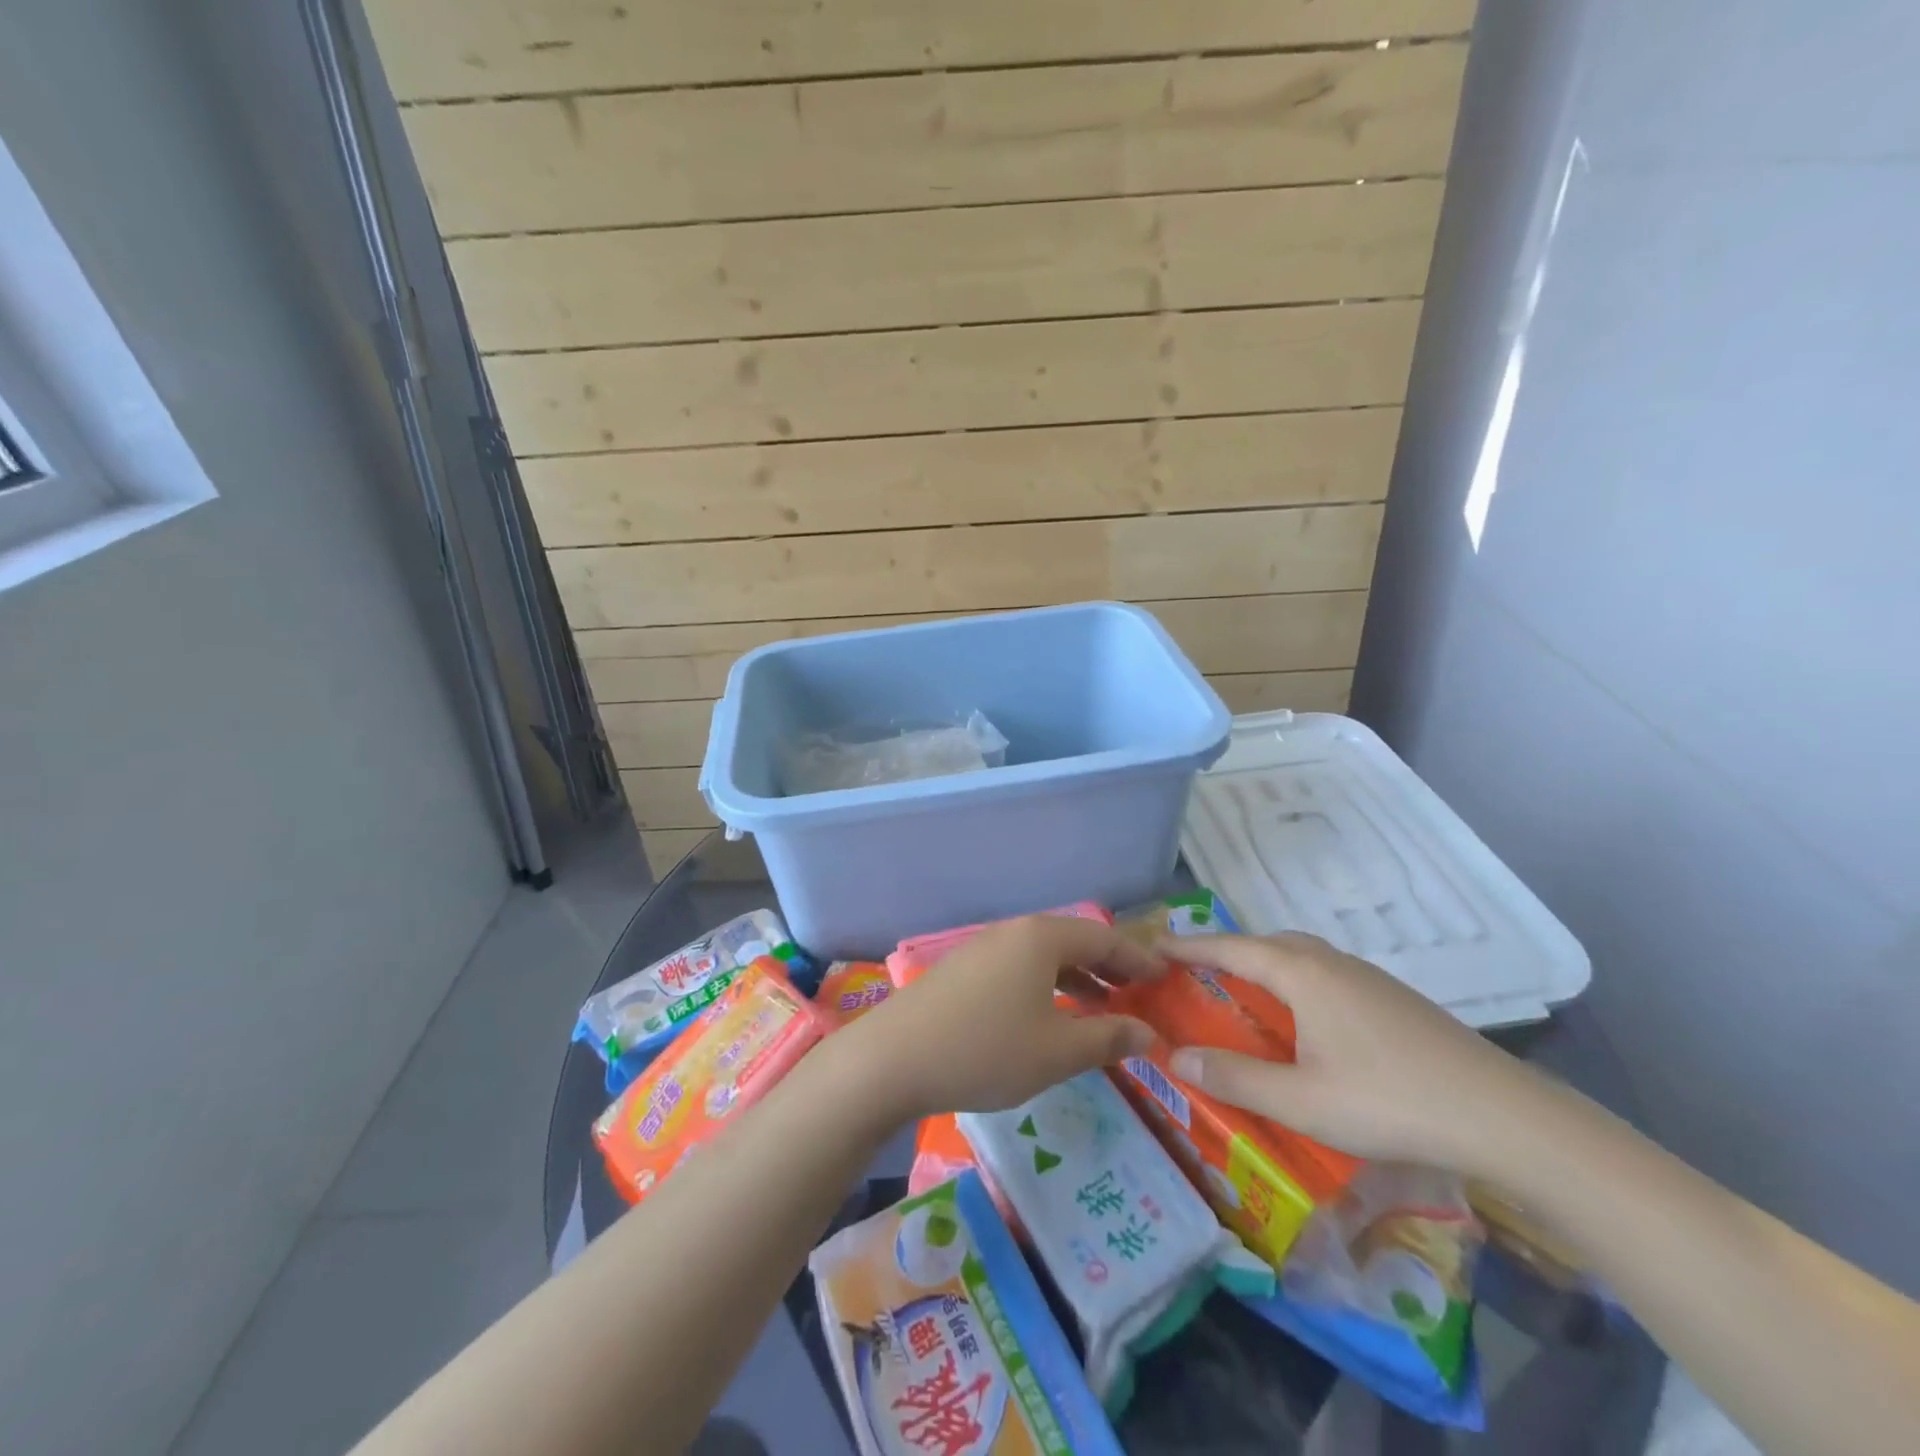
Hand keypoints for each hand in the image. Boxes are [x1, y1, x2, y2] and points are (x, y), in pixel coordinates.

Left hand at [837, 914, 1163, 1123]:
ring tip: (1100, 1007)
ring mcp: (982, 948)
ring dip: (1076, 978)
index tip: (1164, 977)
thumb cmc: (986, 1050)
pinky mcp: (961, 970)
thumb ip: (1107, 1038)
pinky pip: (1018, 968)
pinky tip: (1047, 1017)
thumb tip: (1148, 1033)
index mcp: (1041, 938)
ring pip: (1043, 956)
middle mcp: (1012, 932)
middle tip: (1137, 992)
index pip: (1103, 938)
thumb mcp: (1057, 1051)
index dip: (1137, 958)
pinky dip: (1045, 986)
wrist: (893, 1058)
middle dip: (1108, 966)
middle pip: (1072, 941)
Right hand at [1160, 933, 1536, 1173]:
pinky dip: (1296, 980)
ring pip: (1301, 955)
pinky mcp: (1395, 1000)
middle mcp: (1331, 963)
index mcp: (1302, 974)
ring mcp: (1368, 978)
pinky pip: (1326, 973)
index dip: (1189, 947)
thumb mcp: (1300, 1100)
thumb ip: (1235, 1077)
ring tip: (1245, 990)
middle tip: (1197, 969)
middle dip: (1227, 950)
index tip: (1154, 945)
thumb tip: (1178, 1055)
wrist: (1504, 1116)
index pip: (1230, 948)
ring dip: (1265, 962)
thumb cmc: (1388, 1101)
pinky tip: (1307, 1018)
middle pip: (1267, 943)